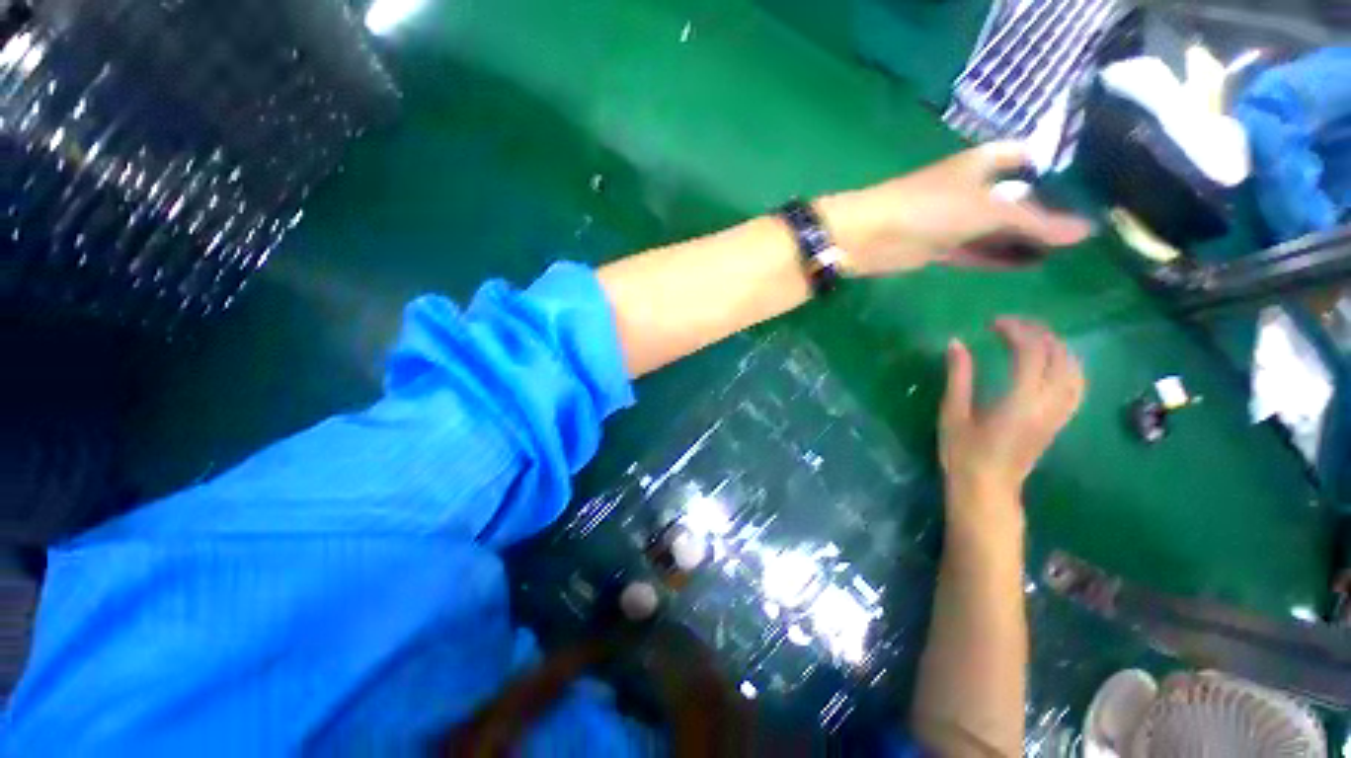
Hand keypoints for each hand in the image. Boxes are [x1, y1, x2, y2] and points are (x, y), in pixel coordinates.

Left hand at [816, 143, 1092, 276]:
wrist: (867, 236)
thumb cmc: (928, 209)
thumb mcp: (987, 209)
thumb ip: (1035, 221)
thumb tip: (1087, 230)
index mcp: (983, 163)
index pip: (1027, 156)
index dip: (1056, 165)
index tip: (1093, 182)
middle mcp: (971, 188)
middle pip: (1016, 196)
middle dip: (1047, 209)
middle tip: (1090, 228)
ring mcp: (954, 219)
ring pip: (998, 227)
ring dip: (1026, 238)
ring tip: (1069, 252)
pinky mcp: (940, 247)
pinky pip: (978, 251)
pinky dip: (1001, 257)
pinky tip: (1031, 265)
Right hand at [940, 319, 1084, 501]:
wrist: (987, 488)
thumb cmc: (964, 452)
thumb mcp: (953, 412)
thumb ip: (958, 376)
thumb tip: (956, 343)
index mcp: (1020, 400)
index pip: (1031, 352)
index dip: (1015, 330)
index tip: (991, 323)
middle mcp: (1048, 403)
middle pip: (1057, 355)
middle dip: (1037, 332)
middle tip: (1010, 324)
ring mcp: (1058, 413)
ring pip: (1074, 369)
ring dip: (1056, 346)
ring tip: (1032, 337)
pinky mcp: (1059, 421)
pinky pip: (1077, 386)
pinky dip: (1068, 365)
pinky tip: (1052, 363)